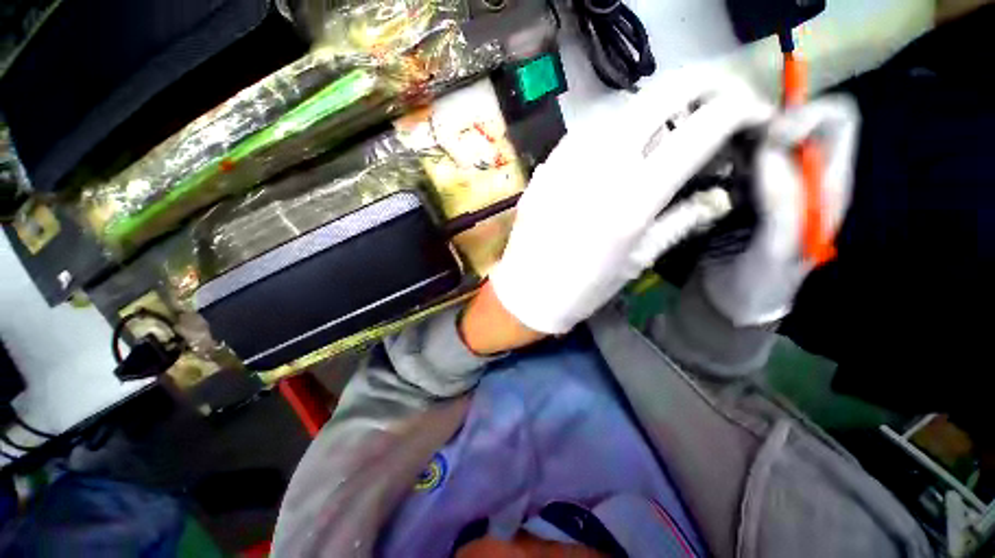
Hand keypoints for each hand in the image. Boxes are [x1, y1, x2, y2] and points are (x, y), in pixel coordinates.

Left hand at [488, 68, 774, 334]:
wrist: (528, 291)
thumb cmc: (584, 287)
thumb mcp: (639, 259)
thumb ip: (682, 219)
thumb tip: (720, 193)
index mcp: (633, 198)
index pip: (702, 126)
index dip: (740, 108)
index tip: (754, 113)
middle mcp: (601, 166)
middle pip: (662, 92)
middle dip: (704, 82)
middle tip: (721, 97)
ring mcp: (567, 159)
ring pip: (623, 104)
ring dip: (658, 102)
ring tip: (673, 121)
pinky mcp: (547, 164)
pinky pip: (588, 128)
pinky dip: (617, 123)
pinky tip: (622, 142)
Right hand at [703, 96, 859, 325]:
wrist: (730, 299)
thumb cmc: (757, 283)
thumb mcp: (775, 252)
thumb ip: (782, 206)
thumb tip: (768, 153)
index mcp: (826, 189)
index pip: (837, 125)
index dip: (808, 116)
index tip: (768, 136)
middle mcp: (805, 177)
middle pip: (802, 121)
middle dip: (770, 124)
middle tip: (737, 148)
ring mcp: (773, 182)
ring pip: (766, 135)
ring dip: (744, 140)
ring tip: (721, 165)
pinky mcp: (744, 191)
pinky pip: (739, 157)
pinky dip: (726, 156)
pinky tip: (713, 175)